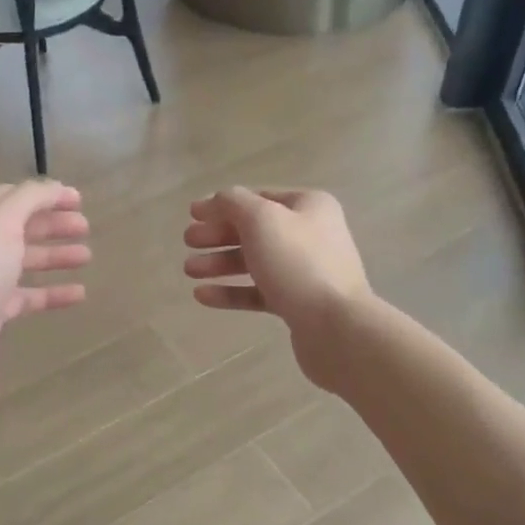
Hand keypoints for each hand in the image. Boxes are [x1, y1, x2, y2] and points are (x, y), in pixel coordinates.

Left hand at [0, 180, 90, 405]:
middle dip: (53, 225)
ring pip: (23, 260)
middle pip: (19, 227)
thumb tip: (56, 188)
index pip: (11, 196)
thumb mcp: (2, 223)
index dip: (46, 196)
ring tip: (87, 257)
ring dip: (55, 256)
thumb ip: (31, 198)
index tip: (80, 201)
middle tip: (86, 228)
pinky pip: (26, 295)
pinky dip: (52, 292)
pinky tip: (79, 294)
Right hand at [184, 187, 369, 386]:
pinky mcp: (298, 304)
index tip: (192, 214)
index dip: (223, 204)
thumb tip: (218, 201)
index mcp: (309, 206)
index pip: (259, 198)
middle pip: (254, 230)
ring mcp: (305, 272)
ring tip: (189, 270)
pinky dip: (231, 292)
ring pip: (254, 262)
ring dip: (220, 263)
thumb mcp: (261, 220)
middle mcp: (311, 235)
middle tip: (188, 242)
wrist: (336, 327)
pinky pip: (258, 293)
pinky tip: (202, 296)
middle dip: (218, 235)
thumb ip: (233, 203)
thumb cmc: (298, 263)